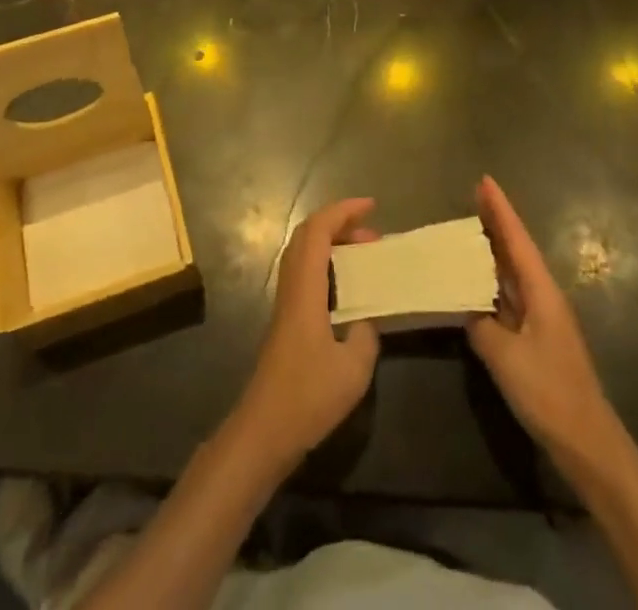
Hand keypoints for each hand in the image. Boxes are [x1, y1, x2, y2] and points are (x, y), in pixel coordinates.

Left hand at [233, 198, 380, 468]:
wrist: (263, 431)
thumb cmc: (307, 397)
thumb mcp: (353, 368)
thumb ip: (366, 332)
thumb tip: (367, 316)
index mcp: (305, 288)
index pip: (317, 231)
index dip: (342, 211)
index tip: (371, 206)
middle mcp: (291, 286)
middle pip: (307, 235)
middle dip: (340, 223)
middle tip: (373, 234)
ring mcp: (286, 303)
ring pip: (304, 253)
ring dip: (333, 243)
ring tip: (365, 254)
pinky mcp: (287, 319)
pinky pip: (306, 272)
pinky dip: (327, 264)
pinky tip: (348, 286)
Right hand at [467, 176, 620, 465]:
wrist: (587, 442)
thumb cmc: (549, 391)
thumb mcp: (506, 357)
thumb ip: (480, 325)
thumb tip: (466, 307)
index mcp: (541, 291)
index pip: (517, 240)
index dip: (500, 210)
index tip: (485, 180)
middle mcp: (543, 296)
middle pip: (516, 250)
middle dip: (496, 223)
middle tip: (472, 197)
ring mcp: (541, 318)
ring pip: (513, 273)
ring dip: (493, 251)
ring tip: (468, 230)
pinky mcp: (536, 339)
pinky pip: (510, 297)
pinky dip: (492, 282)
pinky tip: (476, 283)